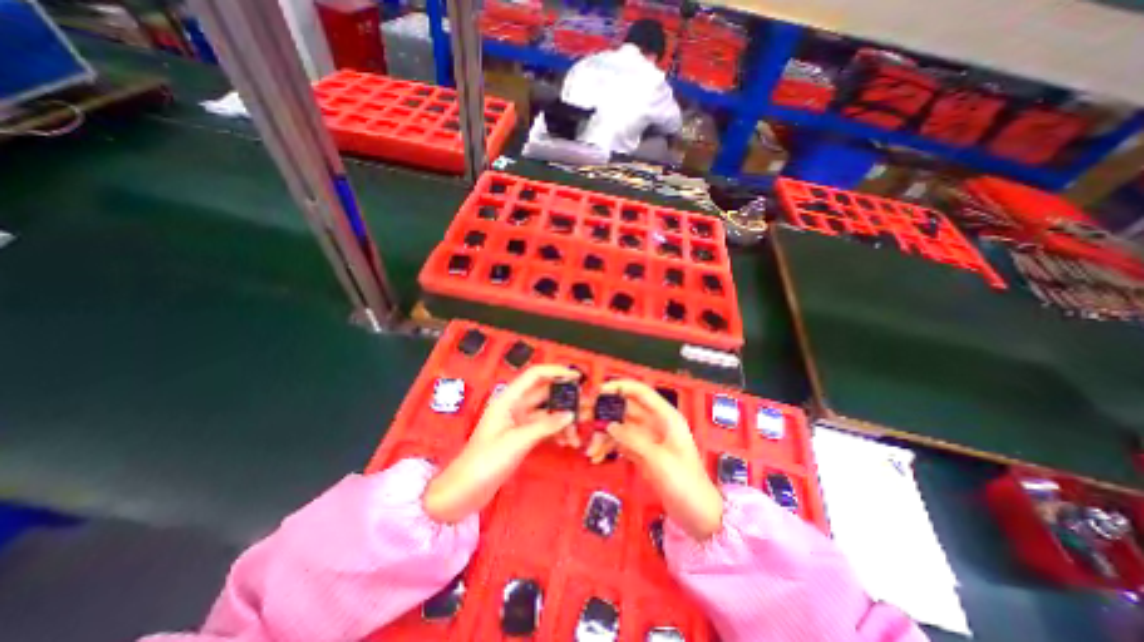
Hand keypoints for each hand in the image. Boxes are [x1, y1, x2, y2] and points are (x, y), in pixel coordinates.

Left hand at [422, 363, 577, 524]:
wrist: (465, 491)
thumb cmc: (485, 461)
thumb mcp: (518, 441)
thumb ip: (546, 425)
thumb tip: (570, 415)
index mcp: (508, 399)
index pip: (535, 375)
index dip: (556, 371)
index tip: (576, 376)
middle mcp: (514, 406)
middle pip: (544, 394)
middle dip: (564, 399)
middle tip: (585, 406)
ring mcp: (518, 422)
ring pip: (546, 412)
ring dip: (562, 419)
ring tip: (577, 433)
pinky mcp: (521, 436)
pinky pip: (543, 427)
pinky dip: (555, 431)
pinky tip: (566, 441)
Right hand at [599, 382, 721, 542]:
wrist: (699, 516)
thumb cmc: (684, 483)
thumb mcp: (658, 459)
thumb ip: (633, 439)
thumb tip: (609, 424)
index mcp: (666, 417)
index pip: (641, 392)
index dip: (619, 386)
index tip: (598, 391)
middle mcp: (655, 422)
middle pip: (626, 408)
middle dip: (605, 412)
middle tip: (584, 418)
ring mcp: (648, 438)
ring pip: (620, 426)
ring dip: (604, 434)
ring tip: (590, 448)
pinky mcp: (642, 453)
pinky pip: (621, 443)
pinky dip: (609, 447)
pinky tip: (596, 456)